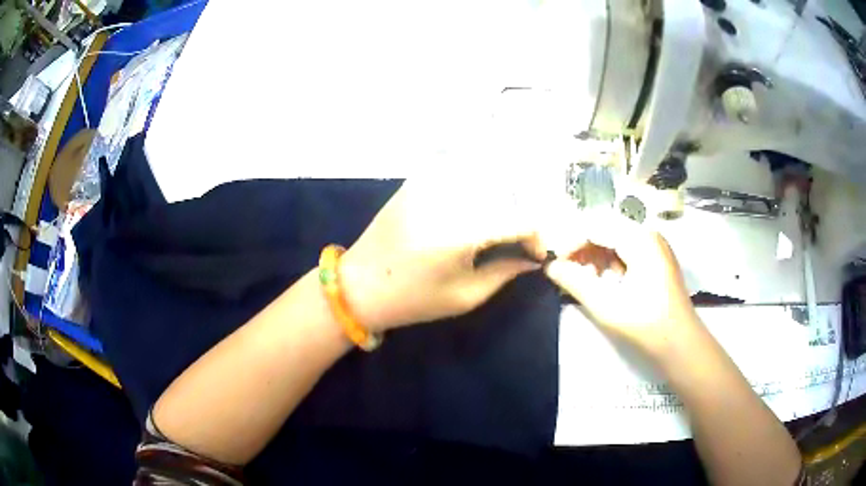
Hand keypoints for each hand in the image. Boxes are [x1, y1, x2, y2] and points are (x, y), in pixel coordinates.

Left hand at [341, 180, 544, 331]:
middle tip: (519, 240)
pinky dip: (476, 185)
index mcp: (460, 233)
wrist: (359, 284)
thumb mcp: (466, 296)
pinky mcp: (417, 179)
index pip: (520, 219)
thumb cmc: (414, 300)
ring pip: (486, 177)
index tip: (536, 254)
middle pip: (507, 193)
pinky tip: (476, 204)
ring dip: (502, 198)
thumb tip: (533, 258)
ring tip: (499, 224)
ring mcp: (430, 182)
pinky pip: (459, 172)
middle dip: (521, 217)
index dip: (536, 237)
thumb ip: (506, 271)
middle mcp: (448, 197)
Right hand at [544, 217, 702, 362]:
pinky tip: (605, 281)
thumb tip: (550, 266)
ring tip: (584, 279)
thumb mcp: (605, 305)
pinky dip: (611, 262)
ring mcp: (655, 245)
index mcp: (639, 238)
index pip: (594, 226)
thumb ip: (575, 282)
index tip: (554, 265)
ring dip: (596, 256)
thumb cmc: (645, 324)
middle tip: (566, 272)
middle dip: (582, 249)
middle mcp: (648, 233)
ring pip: (615, 239)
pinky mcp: (657, 258)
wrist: (680, 343)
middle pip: (605, 229)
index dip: (570, 243)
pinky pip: (627, 250)